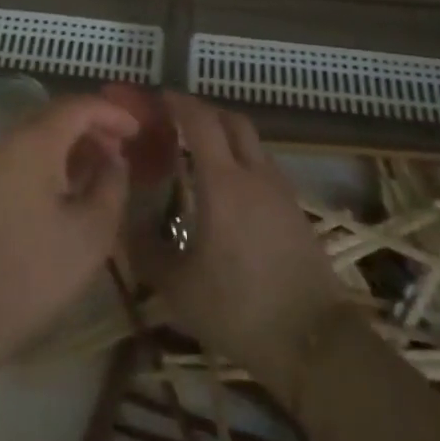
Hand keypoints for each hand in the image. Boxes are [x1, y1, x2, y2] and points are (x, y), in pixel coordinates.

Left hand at [0, 94, 139, 367]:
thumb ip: (112, 183)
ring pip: (36, 135)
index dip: (112, 113)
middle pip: (55, 115)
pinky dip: (49, 159)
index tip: (137, 131)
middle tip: (121, 150)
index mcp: (34, 143)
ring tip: (99, 170)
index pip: (78, 106)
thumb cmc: (39, 269)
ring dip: (70, 143)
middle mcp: (7, 141)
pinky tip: (67, 188)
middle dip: (92, 126)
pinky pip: (20, 155)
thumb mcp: (94, 229)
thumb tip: (114, 160)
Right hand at [130, 93, 354, 402]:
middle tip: (177, 122)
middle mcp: (254, 174)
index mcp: (223, 183)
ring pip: (252, 143)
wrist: (315, 341)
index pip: (200, 121)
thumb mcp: (179, 287)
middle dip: (203, 112)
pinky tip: (229, 189)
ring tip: (200, 154)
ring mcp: (281, 190)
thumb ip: (147, 251)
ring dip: (226, 136)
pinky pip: (264, 166)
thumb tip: (125, 225)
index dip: (178, 103)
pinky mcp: (296, 210)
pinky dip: (242, 160)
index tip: (157, 98)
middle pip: (232, 121)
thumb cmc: (239, 309)